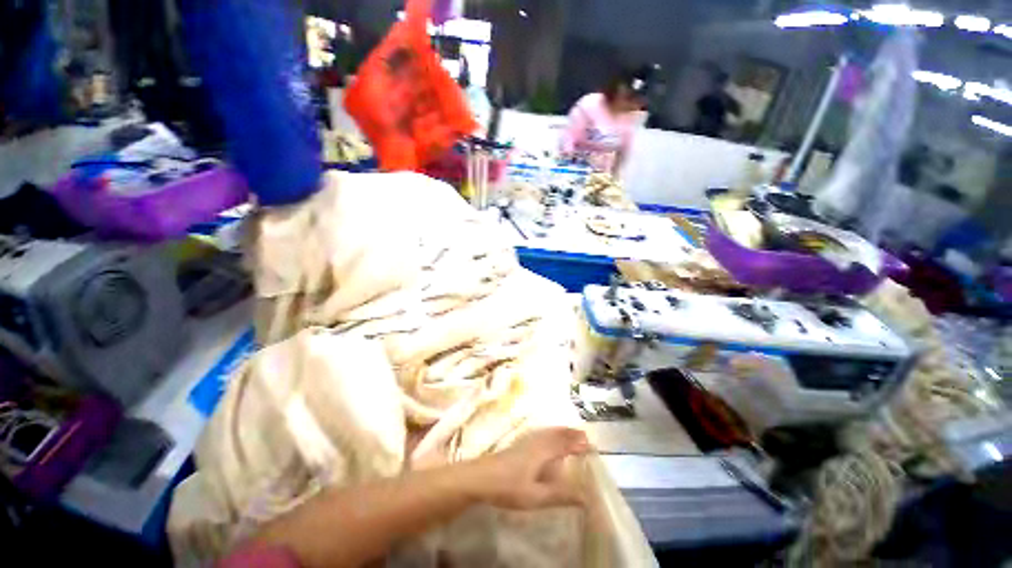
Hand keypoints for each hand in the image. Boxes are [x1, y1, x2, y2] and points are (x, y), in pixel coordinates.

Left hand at [467, 427, 592, 509]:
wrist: (481, 477)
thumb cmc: (510, 487)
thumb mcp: (537, 496)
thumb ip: (561, 495)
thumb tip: (586, 498)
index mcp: (543, 451)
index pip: (565, 444)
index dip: (578, 443)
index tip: (591, 445)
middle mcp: (537, 442)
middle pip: (557, 434)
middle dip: (571, 434)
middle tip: (585, 437)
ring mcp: (526, 441)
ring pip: (548, 432)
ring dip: (561, 431)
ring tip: (571, 433)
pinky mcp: (519, 444)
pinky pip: (541, 433)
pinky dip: (550, 432)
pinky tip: (546, 436)